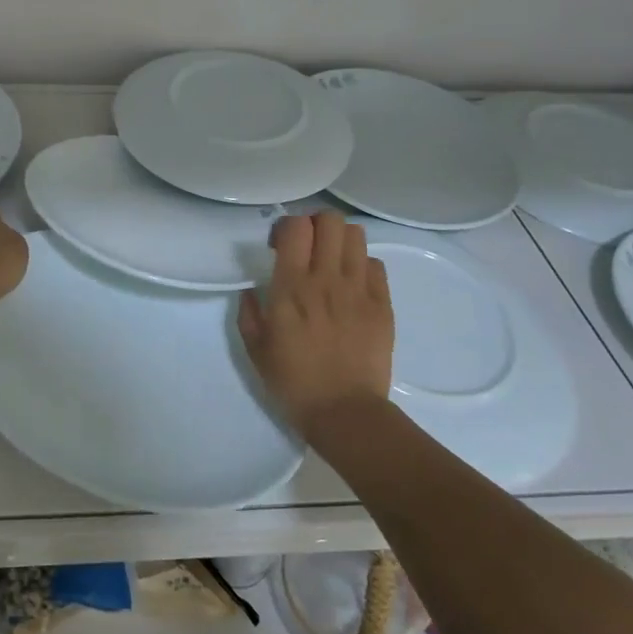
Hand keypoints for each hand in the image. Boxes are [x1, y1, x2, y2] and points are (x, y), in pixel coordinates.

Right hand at [237, 211, 394, 437]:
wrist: (345, 412)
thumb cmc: (293, 382)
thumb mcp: (256, 349)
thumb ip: (249, 313)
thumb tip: (251, 291)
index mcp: (291, 288)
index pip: (295, 227)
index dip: (286, 227)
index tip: (278, 246)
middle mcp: (326, 279)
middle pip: (330, 221)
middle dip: (315, 224)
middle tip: (307, 246)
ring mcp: (359, 290)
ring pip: (356, 235)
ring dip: (340, 240)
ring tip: (331, 260)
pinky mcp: (383, 304)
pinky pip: (376, 265)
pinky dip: (362, 265)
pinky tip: (351, 285)